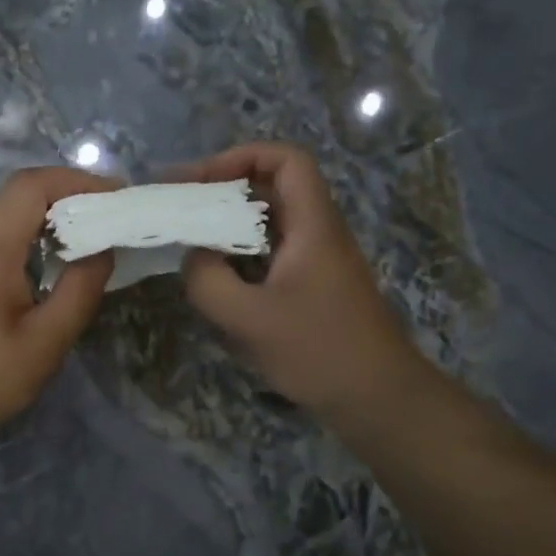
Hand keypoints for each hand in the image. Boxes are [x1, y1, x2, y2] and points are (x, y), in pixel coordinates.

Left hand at [0, 167, 117, 445]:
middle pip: (18, 196)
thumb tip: (102, 249)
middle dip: (69, 198)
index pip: (32, 186)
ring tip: (87, 244)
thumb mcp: (42, 344)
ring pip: (5, 217)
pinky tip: (47, 268)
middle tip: (110, 222)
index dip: (78, 181)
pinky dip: (27, 240)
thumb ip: (79, 292)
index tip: (118, 197)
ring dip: (48, 220)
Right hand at [176, 142, 433, 422]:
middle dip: (224, 189)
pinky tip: (214, 275)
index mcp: (312, 225)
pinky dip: (239, 253)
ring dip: (229, 223)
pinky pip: (271, 252)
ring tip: (188, 236)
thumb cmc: (318, 350)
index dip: (241, 157)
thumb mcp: (249, 318)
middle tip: (179, 205)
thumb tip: (192, 255)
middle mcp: (317, 233)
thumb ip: (207, 280)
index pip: (286, 160)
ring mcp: (316, 261)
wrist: (376, 398)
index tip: (199, 181)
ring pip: (270, 222)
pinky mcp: (311, 287)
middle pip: (273, 187)